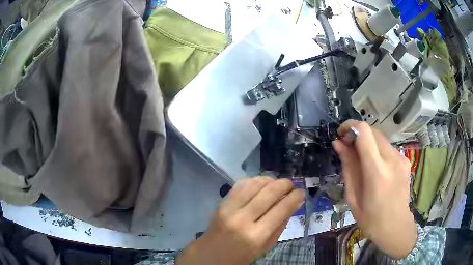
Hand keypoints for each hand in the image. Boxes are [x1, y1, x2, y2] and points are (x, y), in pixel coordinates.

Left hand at [176, 177, 303, 264]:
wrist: (211, 254)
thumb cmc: (242, 255)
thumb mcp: (266, 246)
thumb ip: (281, 224)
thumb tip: (295, 203)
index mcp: (257, 235)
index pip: (281, 209)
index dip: (295, 197)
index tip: (301, 192)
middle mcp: (243, 219)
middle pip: (269, 192)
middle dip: (285, 184)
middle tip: (291, 185)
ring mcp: (230, 208)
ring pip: (255, 184)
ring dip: (270, 180)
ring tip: (277, 183)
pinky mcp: (221, 202)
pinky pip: (241, 184)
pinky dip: (254, 180)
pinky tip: (261, 184)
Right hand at [333, 120, 415, 258]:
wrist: (396, 226)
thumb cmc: (370, 218)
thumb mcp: (353, 196)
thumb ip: (348, 167)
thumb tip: (339, 144)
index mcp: (376, 171)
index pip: (364, 132)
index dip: (350, 126)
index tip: (342, 135)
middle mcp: (392, 159)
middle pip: (372, 131)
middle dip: (357, 134)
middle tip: (348, 149)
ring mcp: (401, 158)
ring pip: (380, 138)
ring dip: (368, 143)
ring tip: (362, 162)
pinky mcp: (405, 160)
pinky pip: (388, 148)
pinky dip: (378, 151)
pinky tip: (377, 168)